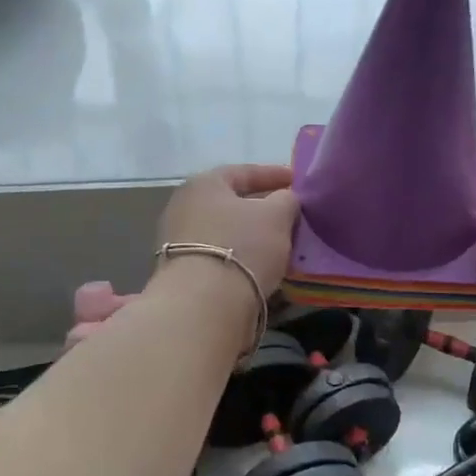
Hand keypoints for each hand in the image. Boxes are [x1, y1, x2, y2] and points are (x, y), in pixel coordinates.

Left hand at [156, 164, 299, 296]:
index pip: (244, 172)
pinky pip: (220, 255)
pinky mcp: (182, 272)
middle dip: (262, 208)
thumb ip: (286, 200)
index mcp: (203, 184)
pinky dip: (241, 256)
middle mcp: (184, 207)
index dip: (274, 174)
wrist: (204, 304)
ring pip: (226, 231)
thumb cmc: (242, 246)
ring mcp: (178, 241)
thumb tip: (285, 200)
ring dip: (252, 235)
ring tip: (280, 243)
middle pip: (232, 203)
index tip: (297, 182)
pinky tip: (261, 265)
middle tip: (290, 214)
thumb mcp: (277, 215)